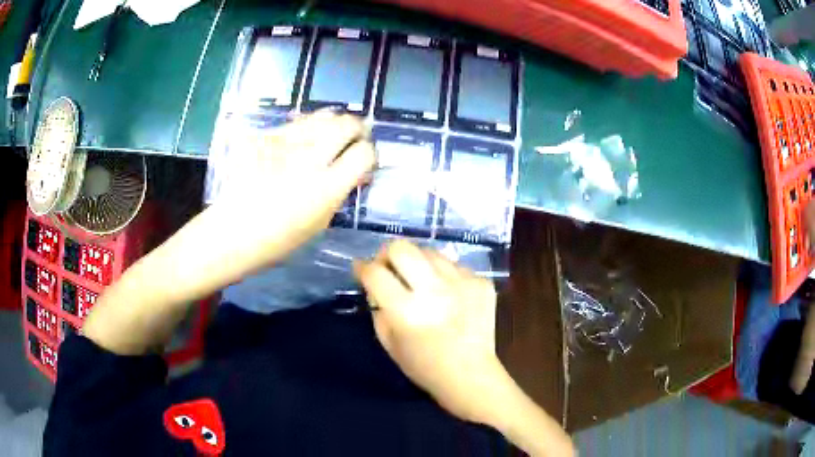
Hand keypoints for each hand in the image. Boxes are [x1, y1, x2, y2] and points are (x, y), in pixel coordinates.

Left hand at [215, 111, 374, 267]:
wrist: (232, 231)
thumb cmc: (278, 239)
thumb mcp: (319, 223)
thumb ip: (340, 192)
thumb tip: (357, 172)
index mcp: (326, 187)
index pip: (364, 153)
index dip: (369, 154)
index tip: (364, 160)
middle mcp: (309, 158)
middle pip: (347, 125)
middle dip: (357, 129)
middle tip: (354, 137)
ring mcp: (284, 143)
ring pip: (322, 116)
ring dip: (333, 123)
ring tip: (330, 134)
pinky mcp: (265, 136)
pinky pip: (295, 123)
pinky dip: (306, 128)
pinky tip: (300, 141)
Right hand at [354, 240, 508, 423]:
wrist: (470, 375)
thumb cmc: (424, 366)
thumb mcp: (388, 342)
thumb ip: (377, 308)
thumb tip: (374, 283)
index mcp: (407, 311)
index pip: (375, 273)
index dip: (362, 267)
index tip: (360, 268)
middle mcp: (435, 291)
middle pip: (402, 247)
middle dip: (388, 253)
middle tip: (388, 267)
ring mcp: (462, 283)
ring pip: (430, 251)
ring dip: (418, 262)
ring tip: (419, 279)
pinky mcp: (482, 283)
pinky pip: (454, 265)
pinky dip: (443, 275)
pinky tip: (447, 293)